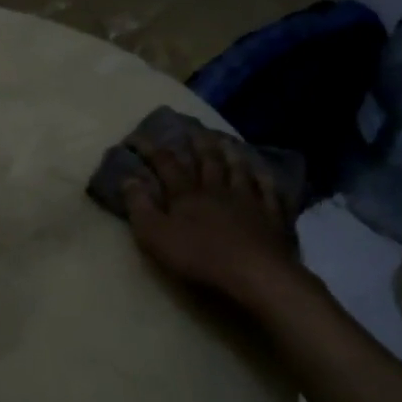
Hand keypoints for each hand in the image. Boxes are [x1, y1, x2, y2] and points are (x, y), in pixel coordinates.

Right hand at [122, 131, 299, 303]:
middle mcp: (218, 190)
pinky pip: (270, 192)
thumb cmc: (199, 257)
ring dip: (231, 154)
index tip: (136, 137)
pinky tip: (264, 172)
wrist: (254, 273)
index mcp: (187, 195)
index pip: (166, 164)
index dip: (150, 149)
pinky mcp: (273, 217)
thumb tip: (128, 178)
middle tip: (193, 128)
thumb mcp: (155, 236)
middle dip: (198, 143)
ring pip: (239, 171)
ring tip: (226, 141)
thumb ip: (140, 207)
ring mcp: (249, 201)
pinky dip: (265, 180)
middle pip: (207, 161)